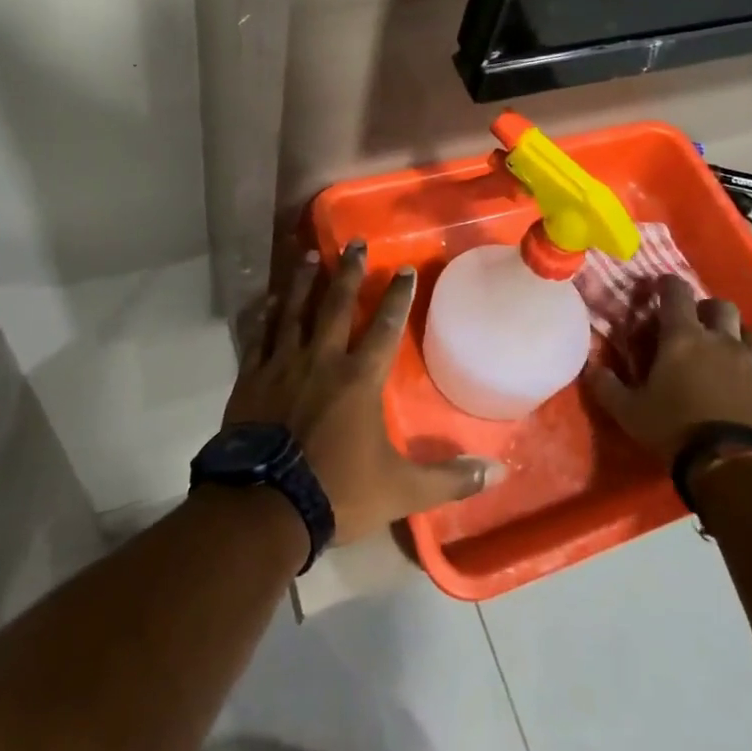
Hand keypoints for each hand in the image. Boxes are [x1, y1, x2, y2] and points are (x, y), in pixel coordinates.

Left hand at [224, 240, 499, 545]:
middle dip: (349, 271)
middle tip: (354, 242)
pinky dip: (265, 315)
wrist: (265, 508)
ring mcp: (282, 365)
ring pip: (295, 311)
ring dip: (303, 281)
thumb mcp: (401, 490)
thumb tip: (499, 473)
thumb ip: (449, 478)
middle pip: (336, 305)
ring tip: (310, 254)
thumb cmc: (336, 492)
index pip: (384, 327)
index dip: (397, 296)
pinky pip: (259, 336)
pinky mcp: (252, 378)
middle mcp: (321, 360)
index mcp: (359, 379)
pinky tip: (268, 299)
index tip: (405, 268)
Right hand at [588, 277, 751, 464]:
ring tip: (727, 354)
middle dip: (707, 310)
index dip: (667, 285)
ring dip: (738, 337)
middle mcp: (722, 341)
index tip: (659, 288)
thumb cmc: (676, 431)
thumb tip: (590, 365)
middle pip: (721, 305)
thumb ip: (606, 385)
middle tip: (695, 327)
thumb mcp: (628, 412)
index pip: (676, 292)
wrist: (737, 470)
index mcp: (683, 337)